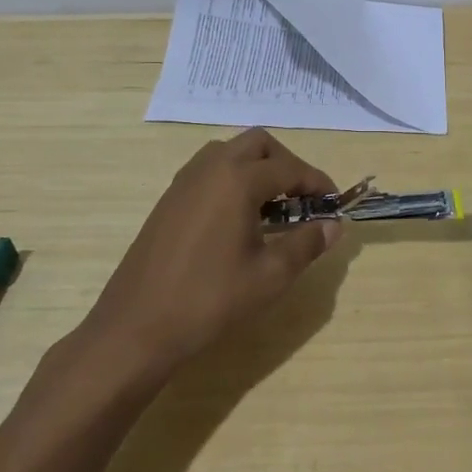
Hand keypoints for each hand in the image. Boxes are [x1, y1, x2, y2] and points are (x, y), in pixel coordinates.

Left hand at [80, 128, 342, 370]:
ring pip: (230, 153)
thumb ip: (307, 243)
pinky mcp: (169, 200)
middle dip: (287, 165)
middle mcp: (210, 168)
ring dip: (257, 168)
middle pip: (259, 144)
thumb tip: (334, 226)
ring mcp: (184, 182)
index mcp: (237, 179)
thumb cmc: (211, 300)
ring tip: (272, 208)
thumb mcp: (270, 275)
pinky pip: (209, 172)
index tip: (334, 204)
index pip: (290, 168)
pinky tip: (239, 220)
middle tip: (303, 200)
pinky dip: (232, 180)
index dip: (318, 184)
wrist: (137, 327)